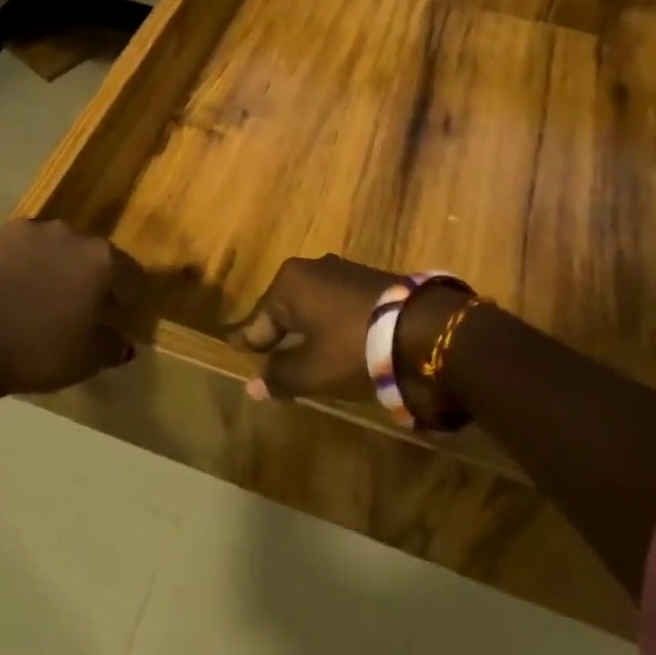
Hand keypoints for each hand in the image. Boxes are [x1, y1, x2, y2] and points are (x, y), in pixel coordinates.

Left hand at [0, 220, 138, 395]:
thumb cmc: (37, 349)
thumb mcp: (86, 360)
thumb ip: (112, 346)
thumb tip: (123, 340)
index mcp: (101, 259)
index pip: (130, 273)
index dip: (128, 296)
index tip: (120, 316)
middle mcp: (70, 234)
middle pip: (89, 256)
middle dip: (87, 279)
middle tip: (77, 309)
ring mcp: (28, 230)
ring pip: (51, 249)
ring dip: (51, 268)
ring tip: (38, 299)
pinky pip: (16, 250)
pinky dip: (18, 266)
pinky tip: (7, 292)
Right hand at [232, 255, 470, 419]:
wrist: (423, 329)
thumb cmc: (353, 347)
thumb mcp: (312, 371)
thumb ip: (280, 376)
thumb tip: (252, 386)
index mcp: (290, 283)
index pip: (258, 318)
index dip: (247, 339)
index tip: (232, 348)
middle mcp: (313, 268)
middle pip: (284, 308)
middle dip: (275, 331)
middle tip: (263, 353)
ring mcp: (343, 271)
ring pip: (312, 305)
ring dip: (304, 328)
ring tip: (297, 351)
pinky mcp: (370, 280)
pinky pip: (335, 304)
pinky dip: (328, 323)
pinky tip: (331, 341)